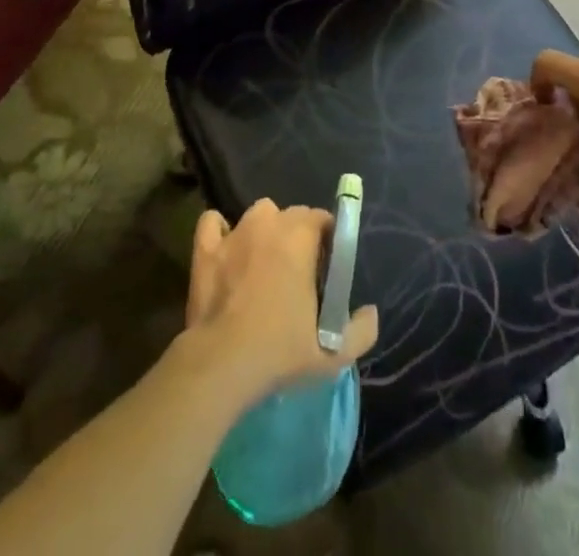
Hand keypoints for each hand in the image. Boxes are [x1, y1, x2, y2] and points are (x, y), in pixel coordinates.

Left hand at [183, 199, 378, 408]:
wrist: (221, 364)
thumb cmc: (279, 351)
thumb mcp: (333, 353)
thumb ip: (361, 331)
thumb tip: (371, 312)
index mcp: (301, 237)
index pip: (321, 218)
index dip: (327, 239)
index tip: (326, 267)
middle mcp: (269, 223)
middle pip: (291, 214)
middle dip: (299, 235)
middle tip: (298, 271)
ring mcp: (235, 232)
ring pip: (258, 215)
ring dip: (265, 230)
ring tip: (264, 261)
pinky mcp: (206, 249)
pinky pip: (213, 222)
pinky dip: (220, 230)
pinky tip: (226, 249)